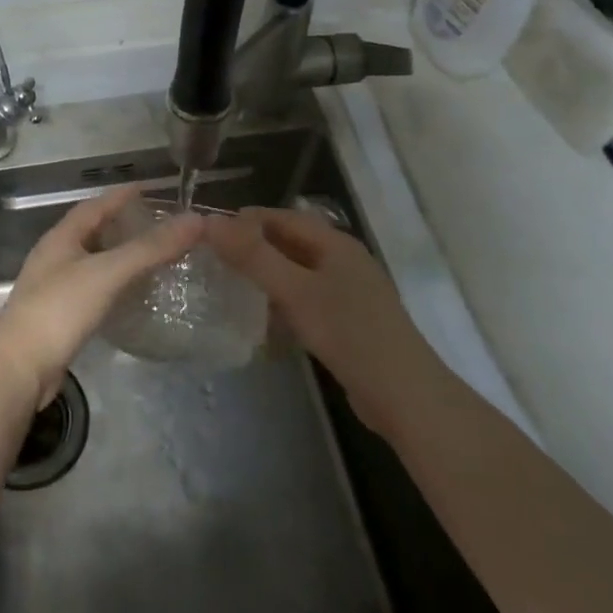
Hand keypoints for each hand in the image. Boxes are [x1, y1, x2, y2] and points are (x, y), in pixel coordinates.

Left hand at [0, 186, 203, 406]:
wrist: (20, 367)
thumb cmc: (60, 309)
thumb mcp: (108, 272)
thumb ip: (150, 248)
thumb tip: (195, 220)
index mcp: (61, 238)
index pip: (94, 206)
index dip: (120, 196)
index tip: (148, 189)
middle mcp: (54, 257)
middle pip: (91, 232)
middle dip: (121, 225)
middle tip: (156, 225)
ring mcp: (53, 288)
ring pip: (92, 262)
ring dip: (118, 256)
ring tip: (151, 257)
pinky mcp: (59, 317)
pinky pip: (92, 290)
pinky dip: (113, 286)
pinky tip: (130, 296)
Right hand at [207, 207, 425, 433]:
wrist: (405, 396)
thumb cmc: (349, 333)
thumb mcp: (295, 291)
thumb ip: (253, 256)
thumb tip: (210, 223)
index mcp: (335, 243)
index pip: (281, 216)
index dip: (244, 220)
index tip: (207, 234)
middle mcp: (342, 260)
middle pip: (289, 242)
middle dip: (252, 248)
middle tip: (212, 261)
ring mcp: (348, 292)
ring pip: (296, 272)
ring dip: (265, 276)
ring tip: (229, 287)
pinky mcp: (347, 321)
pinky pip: (305, 299)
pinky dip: (282, 301)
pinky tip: (263, 319)